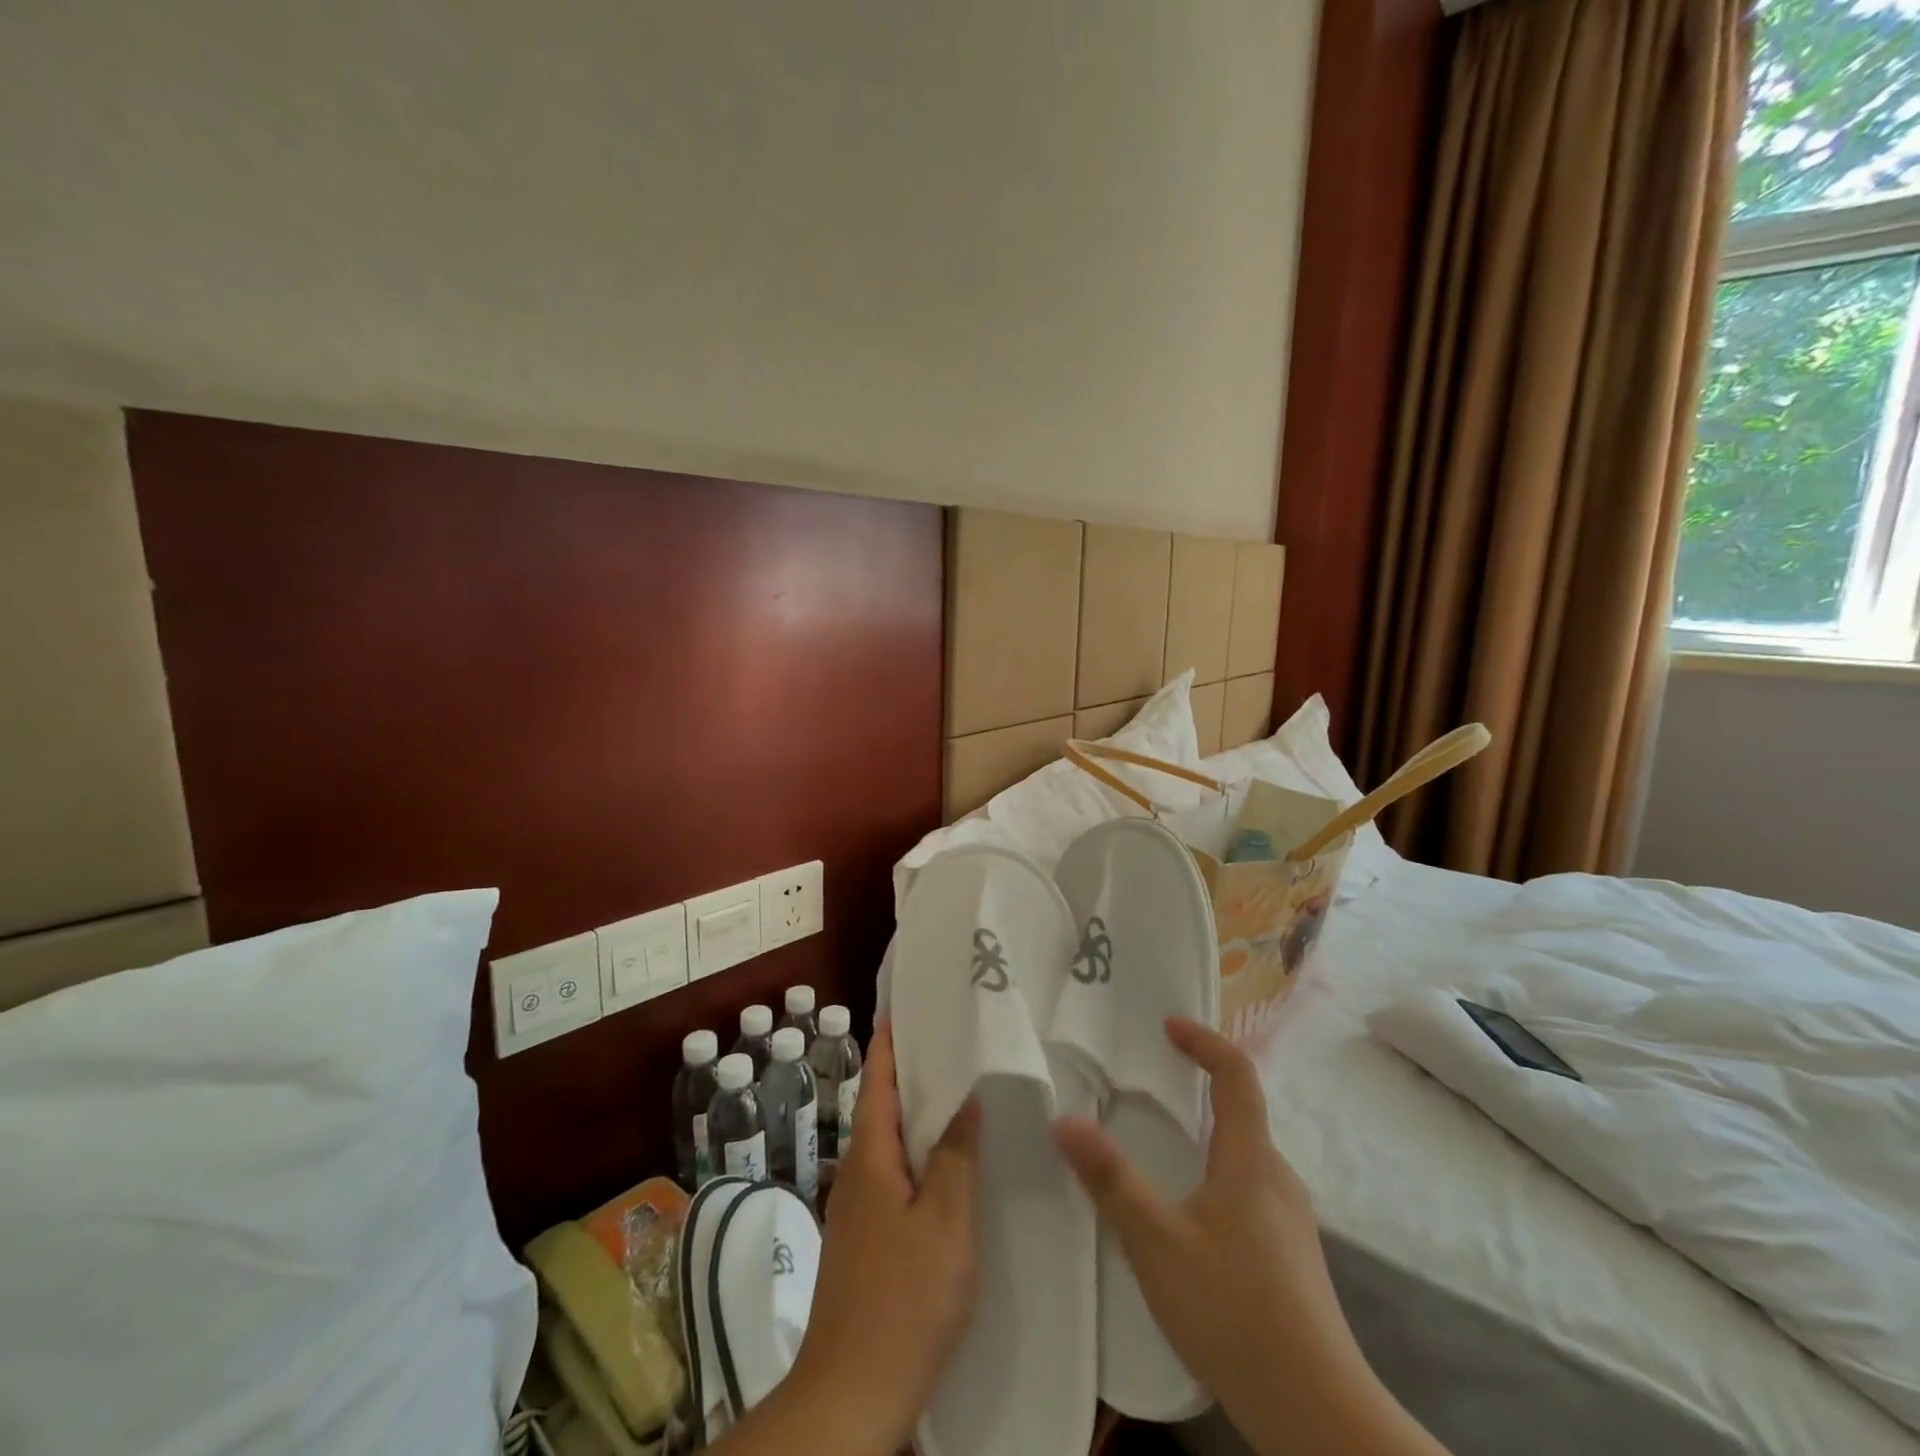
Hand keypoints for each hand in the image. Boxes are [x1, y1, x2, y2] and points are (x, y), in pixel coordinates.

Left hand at [784, 1023, 979, 1455]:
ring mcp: (855, 1208)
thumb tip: (965, 1098)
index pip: (878, 1080)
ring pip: (887, 1142)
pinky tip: (943, 1164)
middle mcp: (856, 1172)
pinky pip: (890, 1173)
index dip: (891, 1041)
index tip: (909, 1006)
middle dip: (908, 1071)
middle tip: (948, 1041)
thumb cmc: (905, 1299)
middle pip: (881, 1106)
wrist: (852, 1394)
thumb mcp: (947, 1223)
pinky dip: (914, 1151)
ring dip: (913, 1112)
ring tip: (954, 1092)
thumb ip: (956, 1156)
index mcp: (871, 1157)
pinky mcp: (863, 1238)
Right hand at [1054, 1018, 1444, 1455]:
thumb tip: (1064, 1120)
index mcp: (1250, 1159)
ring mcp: (1290, 1219)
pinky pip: (1250, 1188)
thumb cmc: (1234, 1311)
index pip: (1237, 1074)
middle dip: (1200, 1087)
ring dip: (1206, 1135)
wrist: (1319, 1415)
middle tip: (1152, 1087)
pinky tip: (1189, 1216)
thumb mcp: (1157, 1242)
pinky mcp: (1291, 1255)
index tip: (1169, 1026)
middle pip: (1242, 1112)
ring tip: (1162, 1150)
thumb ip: (1111, 1179)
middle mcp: (1277, 1177)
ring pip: (1246, 1155)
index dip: (1205, 1041)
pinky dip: (1216, 1172)